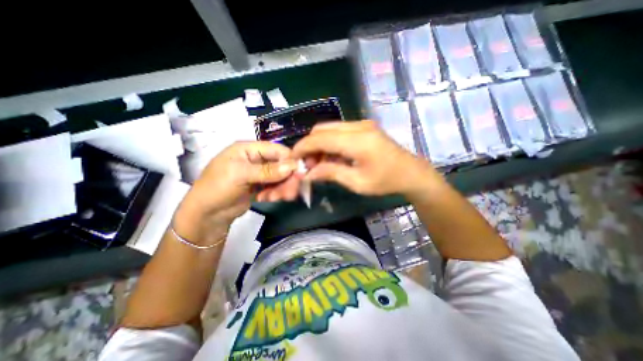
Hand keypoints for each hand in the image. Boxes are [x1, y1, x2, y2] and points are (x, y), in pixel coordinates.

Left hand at [173, 143, 298, 245]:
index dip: (290, 160)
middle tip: (290, 193)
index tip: (299, 174)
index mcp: (249, 149)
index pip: (277, 150)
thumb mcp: (241, 175)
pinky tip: (265, 199)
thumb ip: (268, 171)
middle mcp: (256, 159)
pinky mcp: (261, 185)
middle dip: (286, 179)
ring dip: (281, 188)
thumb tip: (292, 166)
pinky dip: (275, 193)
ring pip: (281, 177)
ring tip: (274, 198)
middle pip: (282, 165)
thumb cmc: (217, 188)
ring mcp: (260, 173)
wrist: (207, 215)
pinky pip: (276, 186)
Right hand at [291, 120, 442, 195]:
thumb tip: (308, 173)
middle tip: (308, 164)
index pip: (320, 138)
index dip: (303, 147)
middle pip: (322, 129)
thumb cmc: (386, 181)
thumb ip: (330, 173)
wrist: (411, 173)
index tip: (293, 159)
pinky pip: (339, 131)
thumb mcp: (357, 182)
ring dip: (319, 144)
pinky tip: (331, 157)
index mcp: (358, 140)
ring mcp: (362, 124)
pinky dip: (330, 143)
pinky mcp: (364, 127)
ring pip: (329, 128)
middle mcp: (359, 126)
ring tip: (319, 163)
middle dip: (310, 145)